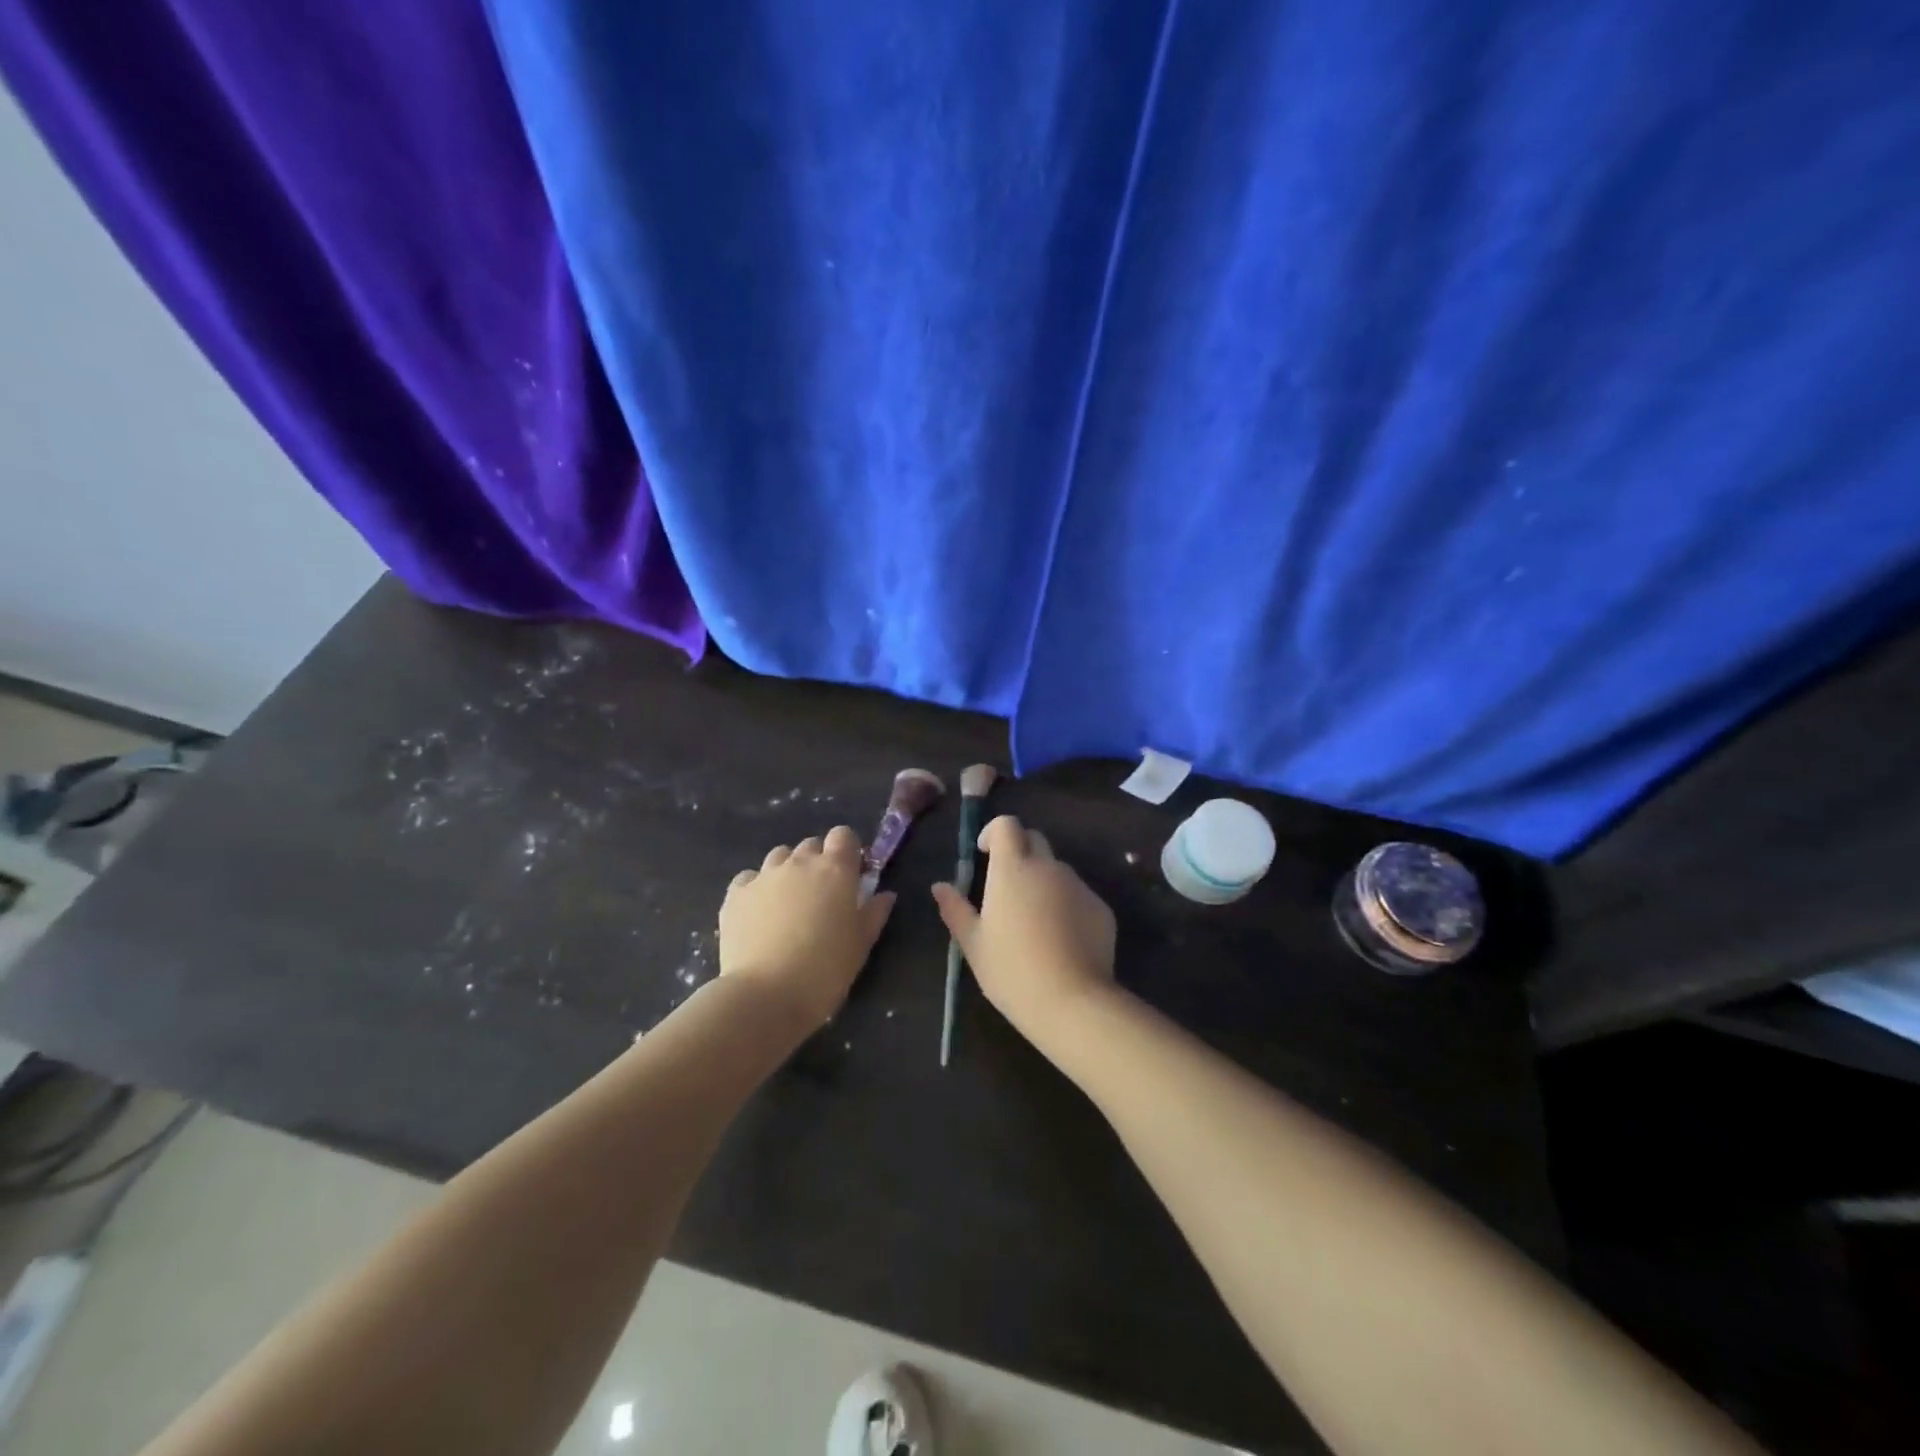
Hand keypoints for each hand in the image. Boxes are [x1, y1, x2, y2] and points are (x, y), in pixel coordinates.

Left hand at [719, 826, 896, 1024]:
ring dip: (787, 871)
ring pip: (779, 857)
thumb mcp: (861, 945)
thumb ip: (874, 913)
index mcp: (835, 870)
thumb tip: (885, 895)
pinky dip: (756, 888)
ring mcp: (763, 876)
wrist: (766, 996)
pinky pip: (749, 878)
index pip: (843, 835)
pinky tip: (758, 913)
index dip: (847, 851)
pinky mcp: (735, 895)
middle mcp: (799, 863)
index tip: (851, 875)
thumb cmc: (826, 970)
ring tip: (788, 903)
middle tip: (821, 895)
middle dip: (818, 862)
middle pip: (811, 845)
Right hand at [931, 815, 1117, 1040]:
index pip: (1006, 825)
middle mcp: (1048, 867)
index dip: (994, 832)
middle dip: (1019, 852)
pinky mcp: (1101, 907)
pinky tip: (1061, 940)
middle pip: (1034, 840)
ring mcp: (1078, 886)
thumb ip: (955, 909)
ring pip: (1057, 870)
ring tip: (1034, 921)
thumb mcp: (973, 944)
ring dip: (1043, 881)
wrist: (1072, 1002)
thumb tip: (940, 886)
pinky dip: (1066, 905)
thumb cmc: (1011, 971)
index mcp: (1012, 869)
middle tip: (1006, 887)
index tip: (984, 854)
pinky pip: (1078, 895)